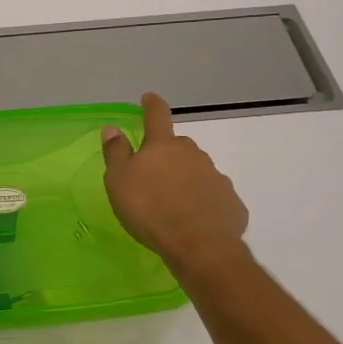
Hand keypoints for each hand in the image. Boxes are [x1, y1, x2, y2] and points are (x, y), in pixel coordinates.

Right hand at [102, 93, 250, 275]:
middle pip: (178, 146)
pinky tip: (194, 219)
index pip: (157, 116)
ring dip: (185, 178)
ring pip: (196, 170)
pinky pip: (212, 195)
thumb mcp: (119, 181)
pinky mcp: (230, 201)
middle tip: (155, 173)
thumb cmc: (150, 209)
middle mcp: (192, 154)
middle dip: (167, 153)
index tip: (149, 98)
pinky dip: (202, 201)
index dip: (151, 105)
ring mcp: (215, 176)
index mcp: (163, 146)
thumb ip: (116, 153)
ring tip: (172, 203)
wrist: (199, 245)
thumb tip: (112, 128)